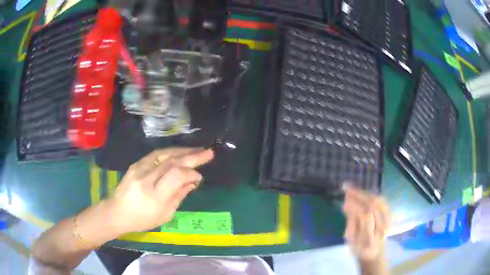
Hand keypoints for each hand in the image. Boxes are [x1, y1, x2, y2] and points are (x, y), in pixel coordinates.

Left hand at [106, 147, 213, 233]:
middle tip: (208, 152)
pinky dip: (170, 152)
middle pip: (172, 161)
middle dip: (192, 156)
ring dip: (182, 150)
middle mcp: (146, 178)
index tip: (199, 177)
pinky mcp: (135, 164)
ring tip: (197, 150)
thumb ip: (179, 196)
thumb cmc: (142, 219)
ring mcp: (139, 169)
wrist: (117, 212)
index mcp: (154, 195)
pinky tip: (179, 152)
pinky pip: (156, 154)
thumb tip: (193, 181)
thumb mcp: (165, 215)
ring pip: (164, 154)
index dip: (191, 173)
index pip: (176, 175)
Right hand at [342, 185, 390, 260]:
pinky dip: (372, 195)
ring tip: (353, 189)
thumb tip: (347, 203)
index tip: (345, 198)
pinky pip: (382, 201)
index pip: (365, 217)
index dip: (356, 205)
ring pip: (378, 201)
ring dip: (365, 193)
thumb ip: (350, 222)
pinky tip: (363, 193)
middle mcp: (382, 229)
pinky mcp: (390, 216)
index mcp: (370, 239)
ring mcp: (388, 221)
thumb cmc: (359, 247)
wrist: (374, 251)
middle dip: (359, 195)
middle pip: (373, 206)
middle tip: (347, 189)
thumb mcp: (350, 240)